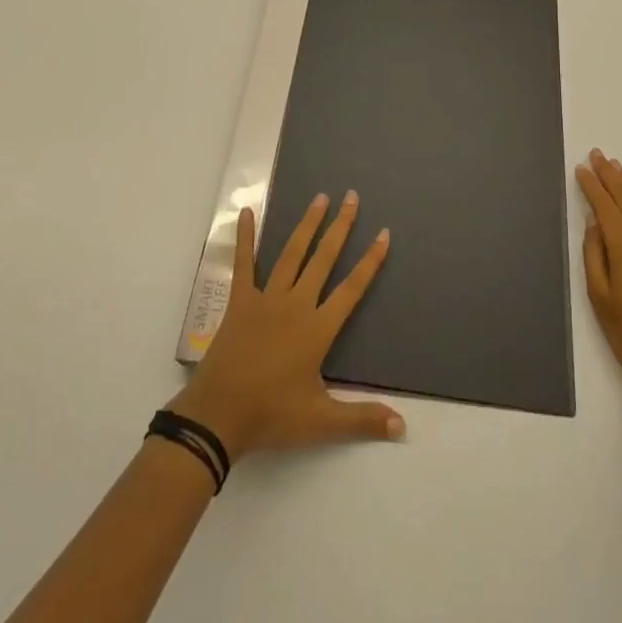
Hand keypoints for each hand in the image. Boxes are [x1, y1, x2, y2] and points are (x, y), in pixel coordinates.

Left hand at [169, 191, 402, 459]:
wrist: (219, 416)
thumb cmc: (272, 415)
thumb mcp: (321, 422)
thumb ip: (362, 419)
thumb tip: (402, 427)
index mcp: (317, 329)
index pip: (351, 288)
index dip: (370, 261)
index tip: (383, 233)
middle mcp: (296, 304)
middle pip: (323, 259)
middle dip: (340, 227)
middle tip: (351, 196)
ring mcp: (266, 298)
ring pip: (292, 253)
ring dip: (307, 224)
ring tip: (320, 198)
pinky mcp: (241, 301)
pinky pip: (244, 263)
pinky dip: (245, 237)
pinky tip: (246, 211)